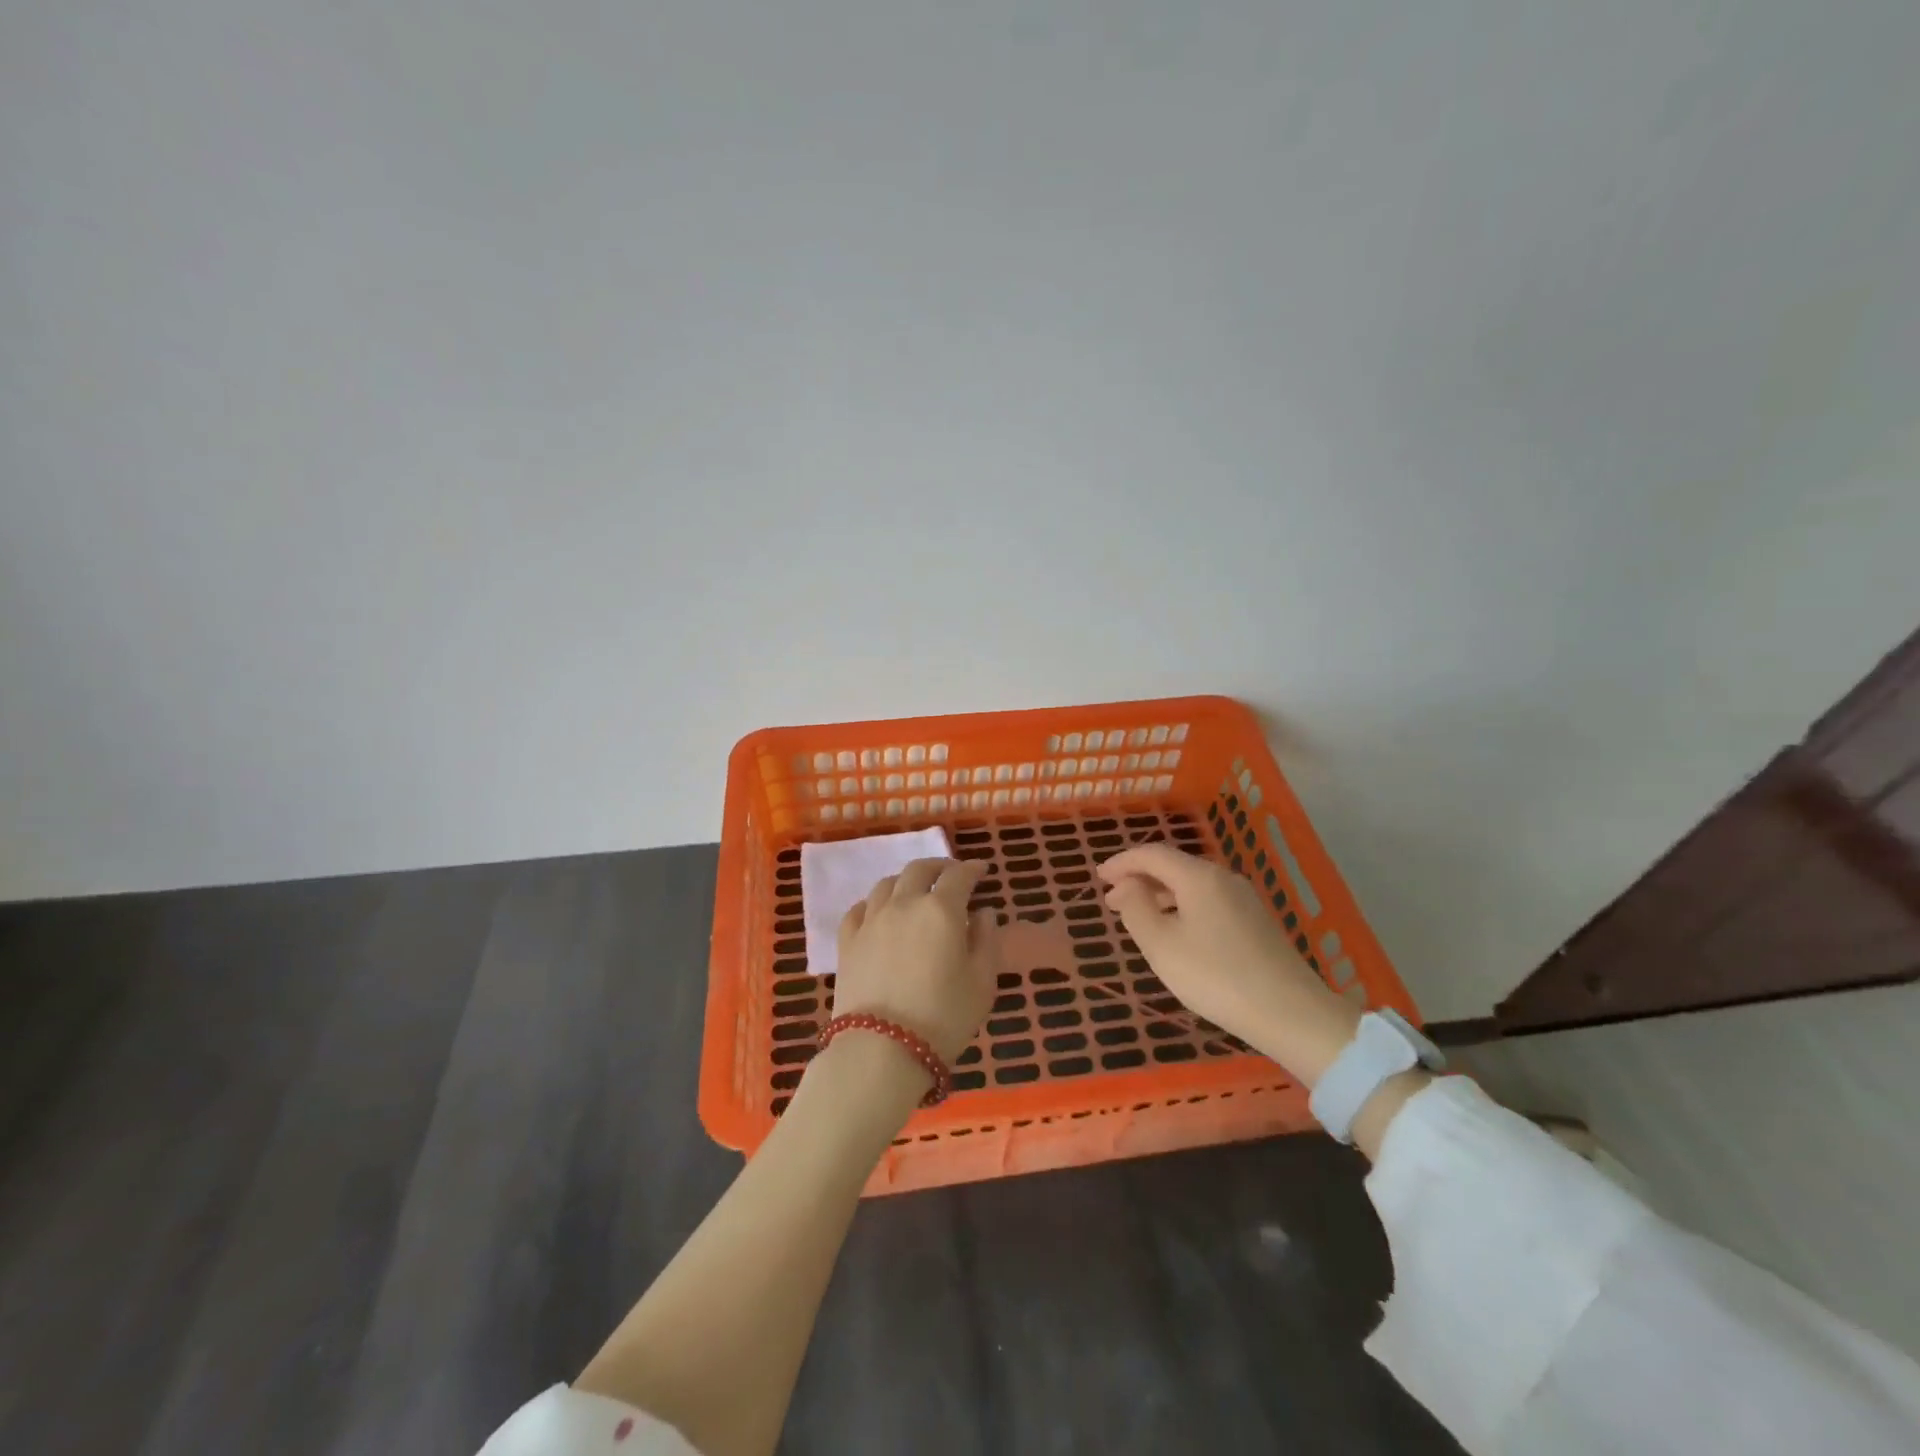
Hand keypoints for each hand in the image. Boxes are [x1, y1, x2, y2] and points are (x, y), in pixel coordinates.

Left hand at [832, 858, 1000, 1064]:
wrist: (881, 1050)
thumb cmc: (943, 1018)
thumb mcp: (982, 984)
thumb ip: (987, 941)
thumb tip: (983, 913)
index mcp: (941, 910)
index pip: (959, 876)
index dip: (973, 869)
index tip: (982, 870)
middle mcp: (904, 904)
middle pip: (919, 870)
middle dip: (938, 867)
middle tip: (950, 875)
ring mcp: (871, 921)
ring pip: (886, 884)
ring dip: (905, 881)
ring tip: (915, 892)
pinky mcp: (847, 941)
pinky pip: (859, 909)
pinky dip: (873, 903)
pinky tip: (878, 913)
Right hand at [1096, 844, 1359, 1084]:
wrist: (1290, 1013)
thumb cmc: (1215, 977)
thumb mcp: (1161, 945)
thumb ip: (1137, 908)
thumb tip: (1127, 885)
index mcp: (1198, 877)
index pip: (1152, 854)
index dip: (1122, 862)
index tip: (1099, 877)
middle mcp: (1223, 878)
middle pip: (1174, 866)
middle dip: (1140, 878)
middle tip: (1113, 900)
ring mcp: (1244, 899)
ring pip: (1191, 884)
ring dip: (1160, 894)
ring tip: (1139, 917)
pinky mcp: (1256, 921)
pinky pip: (1208, 900)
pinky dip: (1182, 906)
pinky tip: (1176, 932)